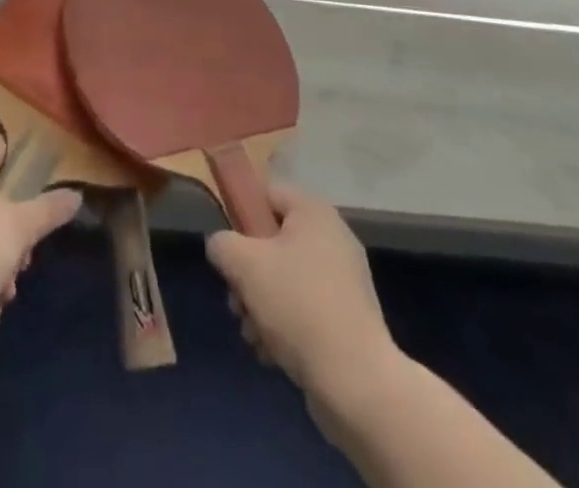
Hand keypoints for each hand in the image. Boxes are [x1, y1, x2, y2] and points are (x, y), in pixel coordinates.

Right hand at [206, 183, 395, 405]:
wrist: (357, 383)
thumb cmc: (298, 306)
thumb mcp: (245, 265)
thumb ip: (222, 244)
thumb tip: (221, 246)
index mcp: (314, 212)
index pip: (266, 194)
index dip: (240, 215)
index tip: (228, 248)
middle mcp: (332, 238)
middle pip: (271, 242)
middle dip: (247, 274)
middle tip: (236, 301)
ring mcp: (342, 281)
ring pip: (283, 279)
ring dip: (259, 305)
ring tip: (252, 333)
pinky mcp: (346, 319)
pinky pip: (303, 308)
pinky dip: (283, 326)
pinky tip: (271, 352)